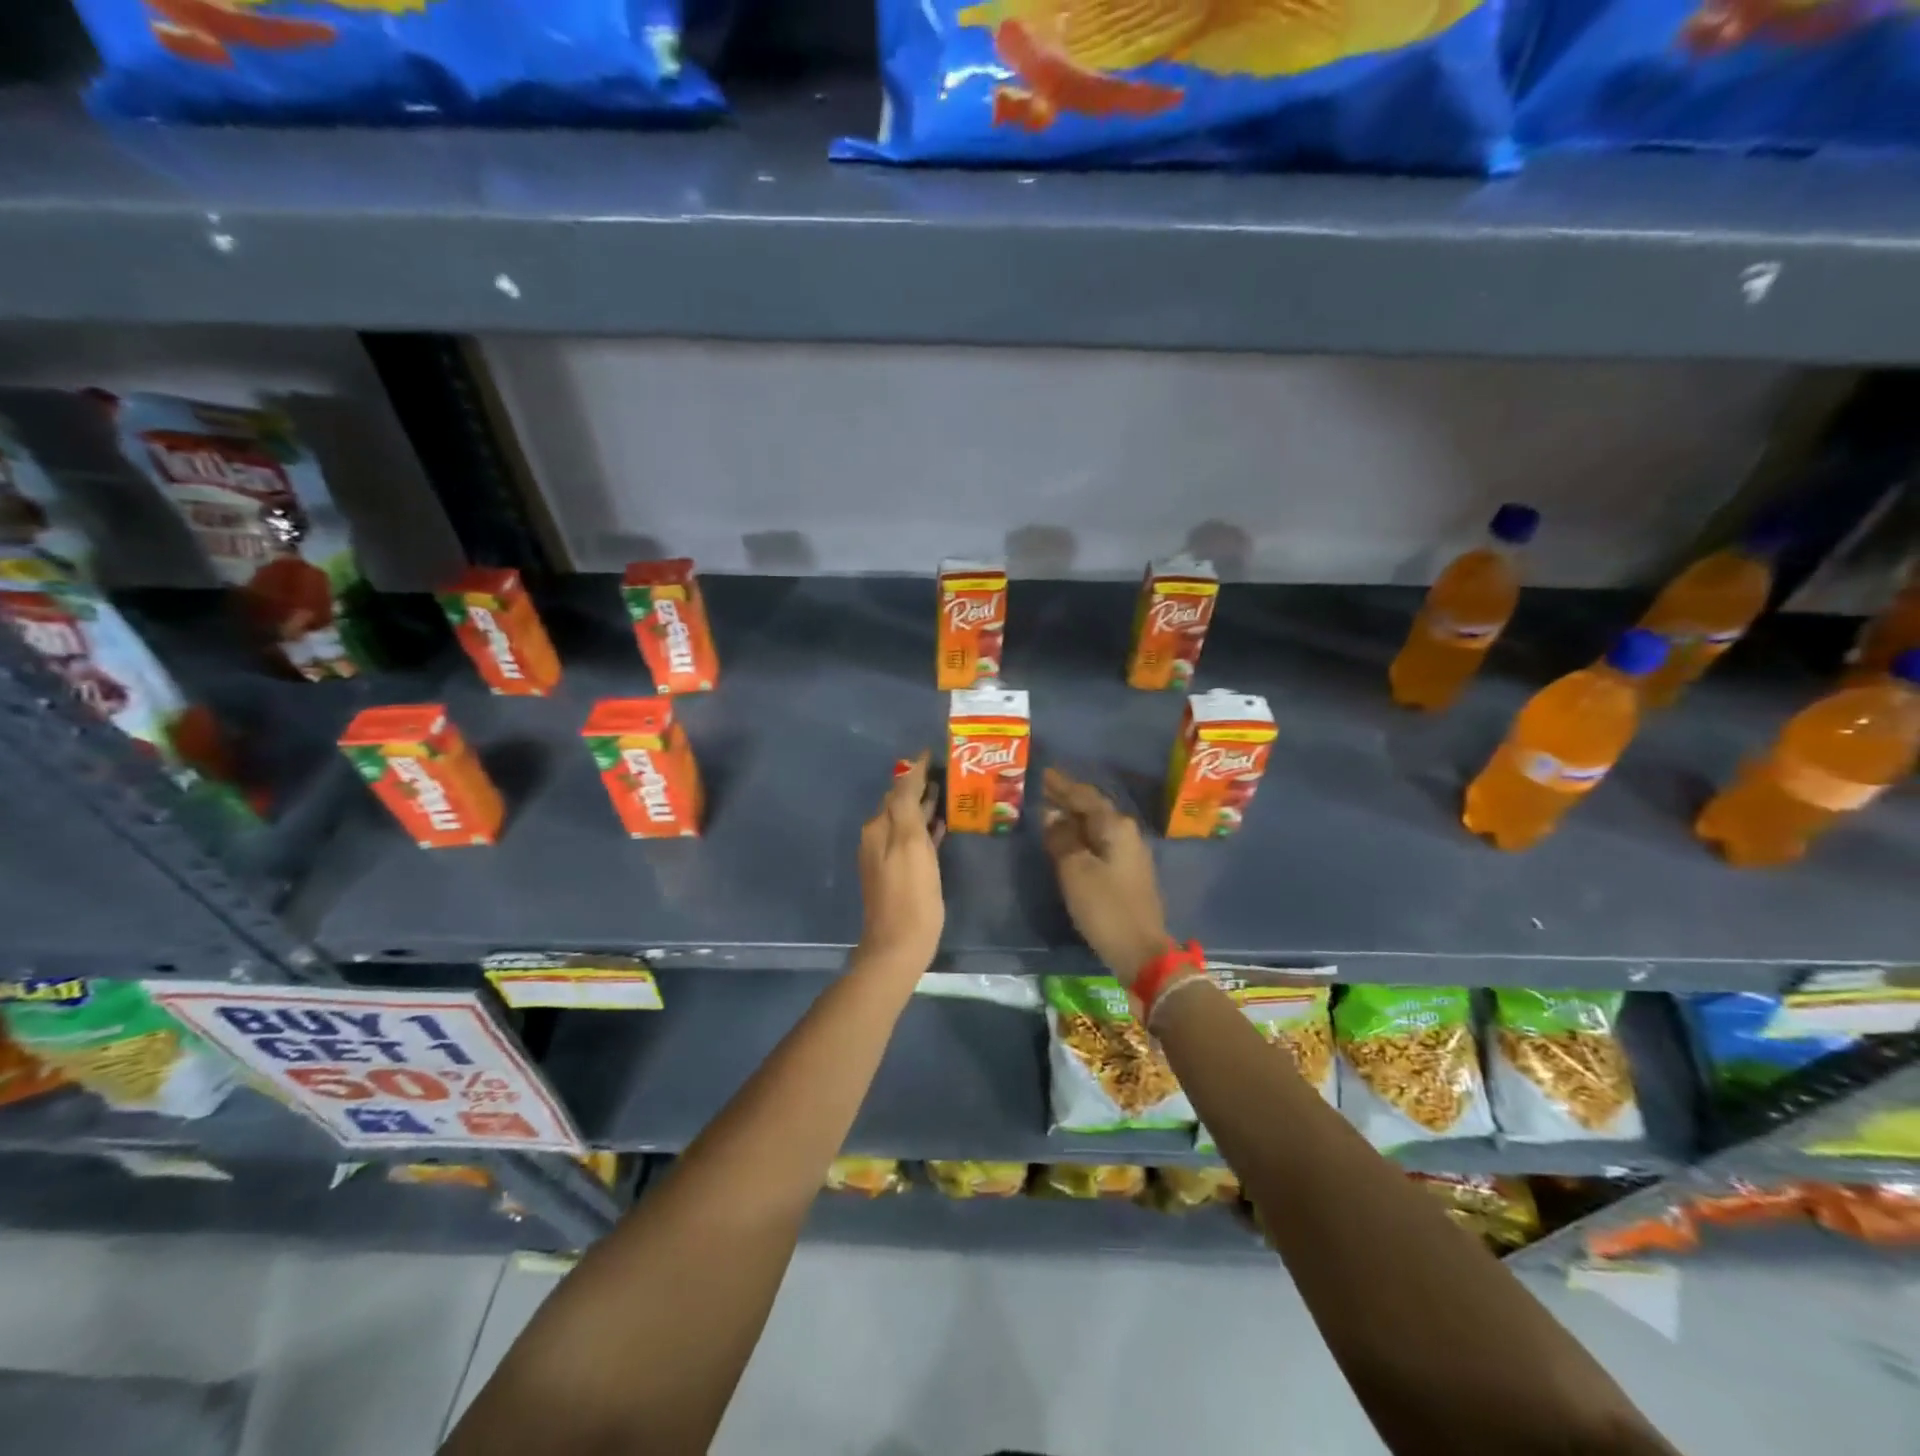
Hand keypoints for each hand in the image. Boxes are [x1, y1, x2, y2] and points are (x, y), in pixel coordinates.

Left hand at [855, 752, 944, 973]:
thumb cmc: (911, 896)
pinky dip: (924, 828)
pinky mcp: (898, 873)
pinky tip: (940, 827)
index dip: (916, 770)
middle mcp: (878, 837)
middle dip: (920, 785)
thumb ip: (907, 808)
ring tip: (948, 792)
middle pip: (899, 802)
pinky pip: (911, 839)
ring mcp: (886, 856)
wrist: (897, 946)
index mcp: (880, 827)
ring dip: (923, 805)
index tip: (933, 752)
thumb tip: (908, 776)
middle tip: (947, 770)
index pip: (899, 788)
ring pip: (906, 820)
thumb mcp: (911, 846)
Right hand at [1040, 768, 1169, 986]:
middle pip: (1092, 809)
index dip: (1062, 785)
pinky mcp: (1127, 873)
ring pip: (1096, 826)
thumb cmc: (1106, 907)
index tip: (1042, 773)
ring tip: (1049, 811)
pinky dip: (1081, 836)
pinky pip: (1099, 843)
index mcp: (1115, 827)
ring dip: (1073, 818)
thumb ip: (1061, 839)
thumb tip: (1051, 815)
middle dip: (1067, 799)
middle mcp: (1126, 833)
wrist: (1141, 951)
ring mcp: (1129, 854)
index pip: (1084, 797)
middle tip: (1041, 789)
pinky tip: (1067, 841)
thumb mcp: (1075, 871)